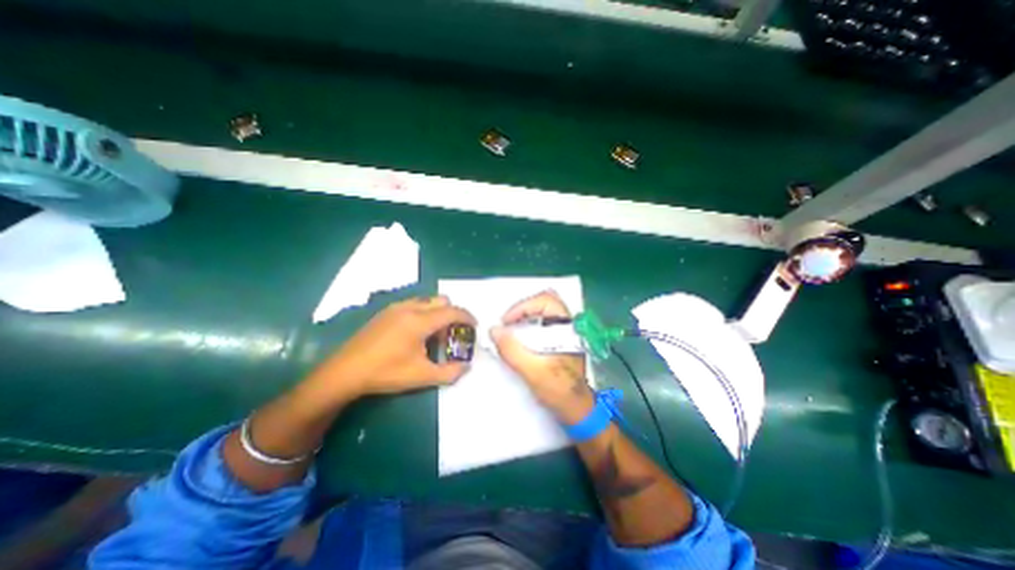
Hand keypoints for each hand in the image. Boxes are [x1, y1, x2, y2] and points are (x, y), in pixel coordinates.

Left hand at [314, 296, 476, 397]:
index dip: (467, 317)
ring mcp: (396, 307)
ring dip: (437, 312)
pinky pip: (414, 304)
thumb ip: (450, 372)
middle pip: (441, 300)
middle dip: (452, 314)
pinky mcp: (386, 312)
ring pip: (427, 301)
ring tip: (434, 334)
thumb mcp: (421, 376)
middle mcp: (410, 307)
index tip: (474, 326)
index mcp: (420, 321)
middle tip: (452, 333)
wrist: (345, 372)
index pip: (452, 312)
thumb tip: (467, 367)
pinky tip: (415, 333)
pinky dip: (424, 313)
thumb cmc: (386, 373)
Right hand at [492, 290, 597, 422]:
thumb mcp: (533, 372)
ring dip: (524, 316)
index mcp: (567, 328)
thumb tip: (493, 330)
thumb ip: (512, 350)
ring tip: (509, 329)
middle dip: (522, 309)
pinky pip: (541, 323)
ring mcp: (564, 332)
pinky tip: (518, 338)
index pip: (546, 301)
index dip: (523, 306)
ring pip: (542, 311)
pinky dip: (527, 324)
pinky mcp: (558, 340)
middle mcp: (568, 325)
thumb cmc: (559, 391)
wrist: (576, 410)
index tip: (506, 322)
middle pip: (544, 302)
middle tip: (506, 323)